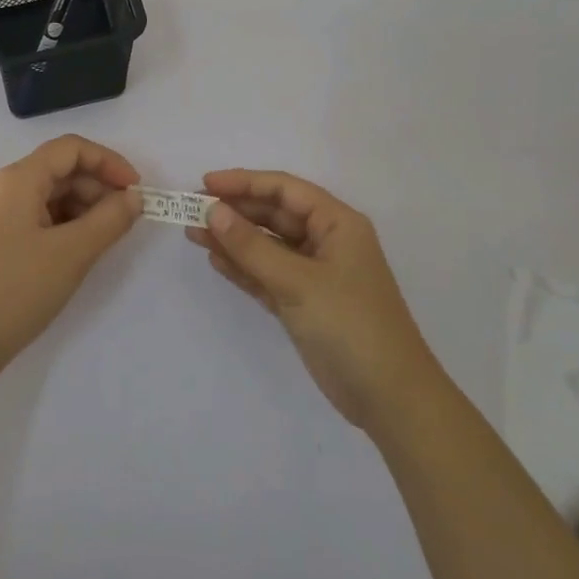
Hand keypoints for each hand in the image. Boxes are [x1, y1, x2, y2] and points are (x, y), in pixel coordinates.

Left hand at [0, 135, 143, 381]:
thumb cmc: (18, 290)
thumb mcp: (74, 253)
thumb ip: (110, 219)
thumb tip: (134, 197)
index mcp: (17, 179)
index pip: (70, 149)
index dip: (109, 162)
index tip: (136, 190)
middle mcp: (0, 187)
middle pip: (57, 170)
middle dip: (96, 188)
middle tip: (123, 220)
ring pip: (45, 195)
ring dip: (80, 207)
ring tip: (102, 238)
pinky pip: (31, 216)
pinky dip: (60, 224)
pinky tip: (75, 250)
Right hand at [187, 169, 440, 432]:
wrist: (388, 397)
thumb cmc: (350, 325)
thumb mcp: (297, 281)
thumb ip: (252, 246)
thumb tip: (213, 211)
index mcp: (337, 224)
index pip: (285, 190)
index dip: (244, 182)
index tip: (204, 184)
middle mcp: (326, 241)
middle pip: (273, 215)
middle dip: (234, 211)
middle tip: (190, 210)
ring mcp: (314, 274)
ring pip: (267, 245)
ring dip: (233, 239)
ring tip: (192, 232)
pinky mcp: (303, 302)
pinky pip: (266, 274)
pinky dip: (243, 267)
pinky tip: (215, 259)